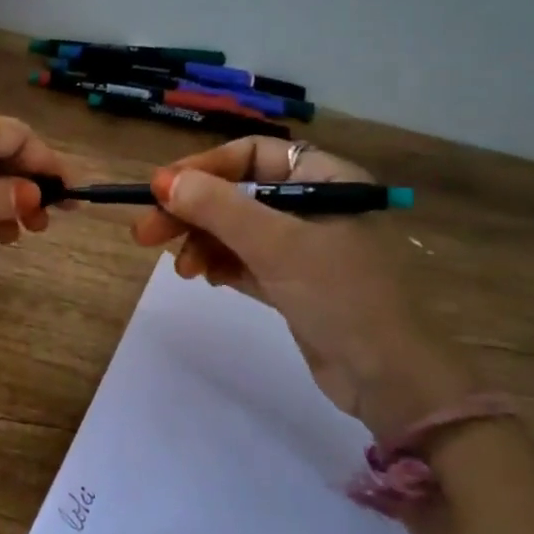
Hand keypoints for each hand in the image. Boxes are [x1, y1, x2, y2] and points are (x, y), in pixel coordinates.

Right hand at [131, 138, 477, 436]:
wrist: (388, 378)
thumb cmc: (340, 295)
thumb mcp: (276, 244)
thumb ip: (219, 208)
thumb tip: (164, 181)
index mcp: (325, 179)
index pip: (252, 155)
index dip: (204, 167)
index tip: (161, 189)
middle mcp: (313, 205)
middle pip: (237, 194)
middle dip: (191, 211)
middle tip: (145, 233)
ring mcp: (303, 247)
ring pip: (236, 230)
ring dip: (201, 242)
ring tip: (182, 268)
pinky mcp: (292, 283)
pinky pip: (244, 261)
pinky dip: (219, 264)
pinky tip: (202, 277)